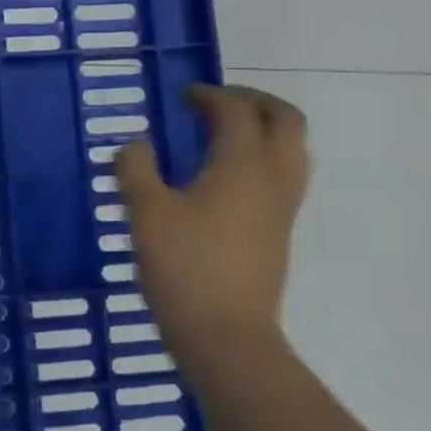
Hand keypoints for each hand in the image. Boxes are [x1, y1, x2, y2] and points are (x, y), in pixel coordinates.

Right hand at [116, 84, 309, 357]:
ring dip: (265, 130)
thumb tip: (137, 146)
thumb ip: (137, 170)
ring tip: (226, 136)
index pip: (237, 111)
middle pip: (285, 120)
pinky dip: (264, 158)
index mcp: (242, 165)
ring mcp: (283, 207)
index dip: (210, 95)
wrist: (225, 335)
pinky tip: (226, 178)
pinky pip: (284, 176)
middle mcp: (273, 178)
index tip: (183, 97)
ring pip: (293, 149)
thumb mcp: (146, 213)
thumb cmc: (184, 267)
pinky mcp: (280, 231)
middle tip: (217, 105)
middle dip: (254, 102)